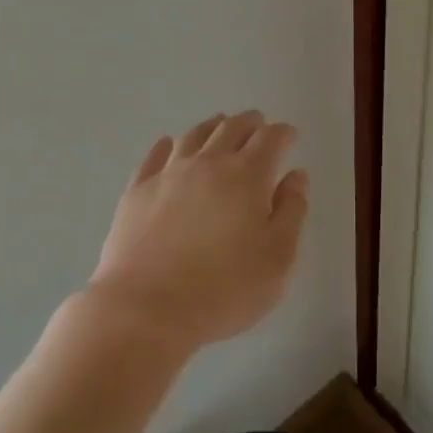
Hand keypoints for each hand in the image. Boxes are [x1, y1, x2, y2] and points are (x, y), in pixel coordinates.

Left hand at [85, 111, 308, 352]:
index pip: (271, 139)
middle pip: (232, 127)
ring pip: (194, 135)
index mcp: (248, 175)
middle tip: (258, 125)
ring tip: (220, 126)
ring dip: (213, 126)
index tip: (289, 136)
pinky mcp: (137, 191)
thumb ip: (292, 212)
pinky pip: (155, 155)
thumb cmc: (224, 289)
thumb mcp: (278, 259)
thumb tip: (296, 177)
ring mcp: (169, 174)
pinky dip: (168, 145)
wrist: (145, 310)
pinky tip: (169, 145)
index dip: (284, 134)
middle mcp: (209, 163)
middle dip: (250, 122)